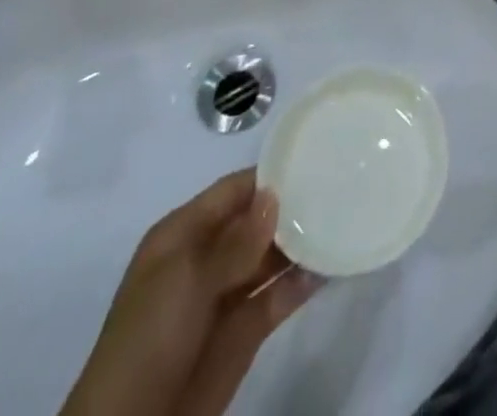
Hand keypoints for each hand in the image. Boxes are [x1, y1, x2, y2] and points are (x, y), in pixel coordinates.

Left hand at [61, 169, 321, 415]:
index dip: (270, 176)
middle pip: (259, 220)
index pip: (234, 190)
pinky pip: (281, 295)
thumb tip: (275, 195)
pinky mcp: (246, 330)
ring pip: (273, 256)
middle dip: (294, 206)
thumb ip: (236, 240)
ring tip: (345, 218)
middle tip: (342, 184)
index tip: (315, 158)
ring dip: (304, 242)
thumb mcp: (187, 280)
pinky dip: (305, 280)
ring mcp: (229, 294)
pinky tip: (333, 264)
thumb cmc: (150, 338)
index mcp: (184, 236)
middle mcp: (209, 257)